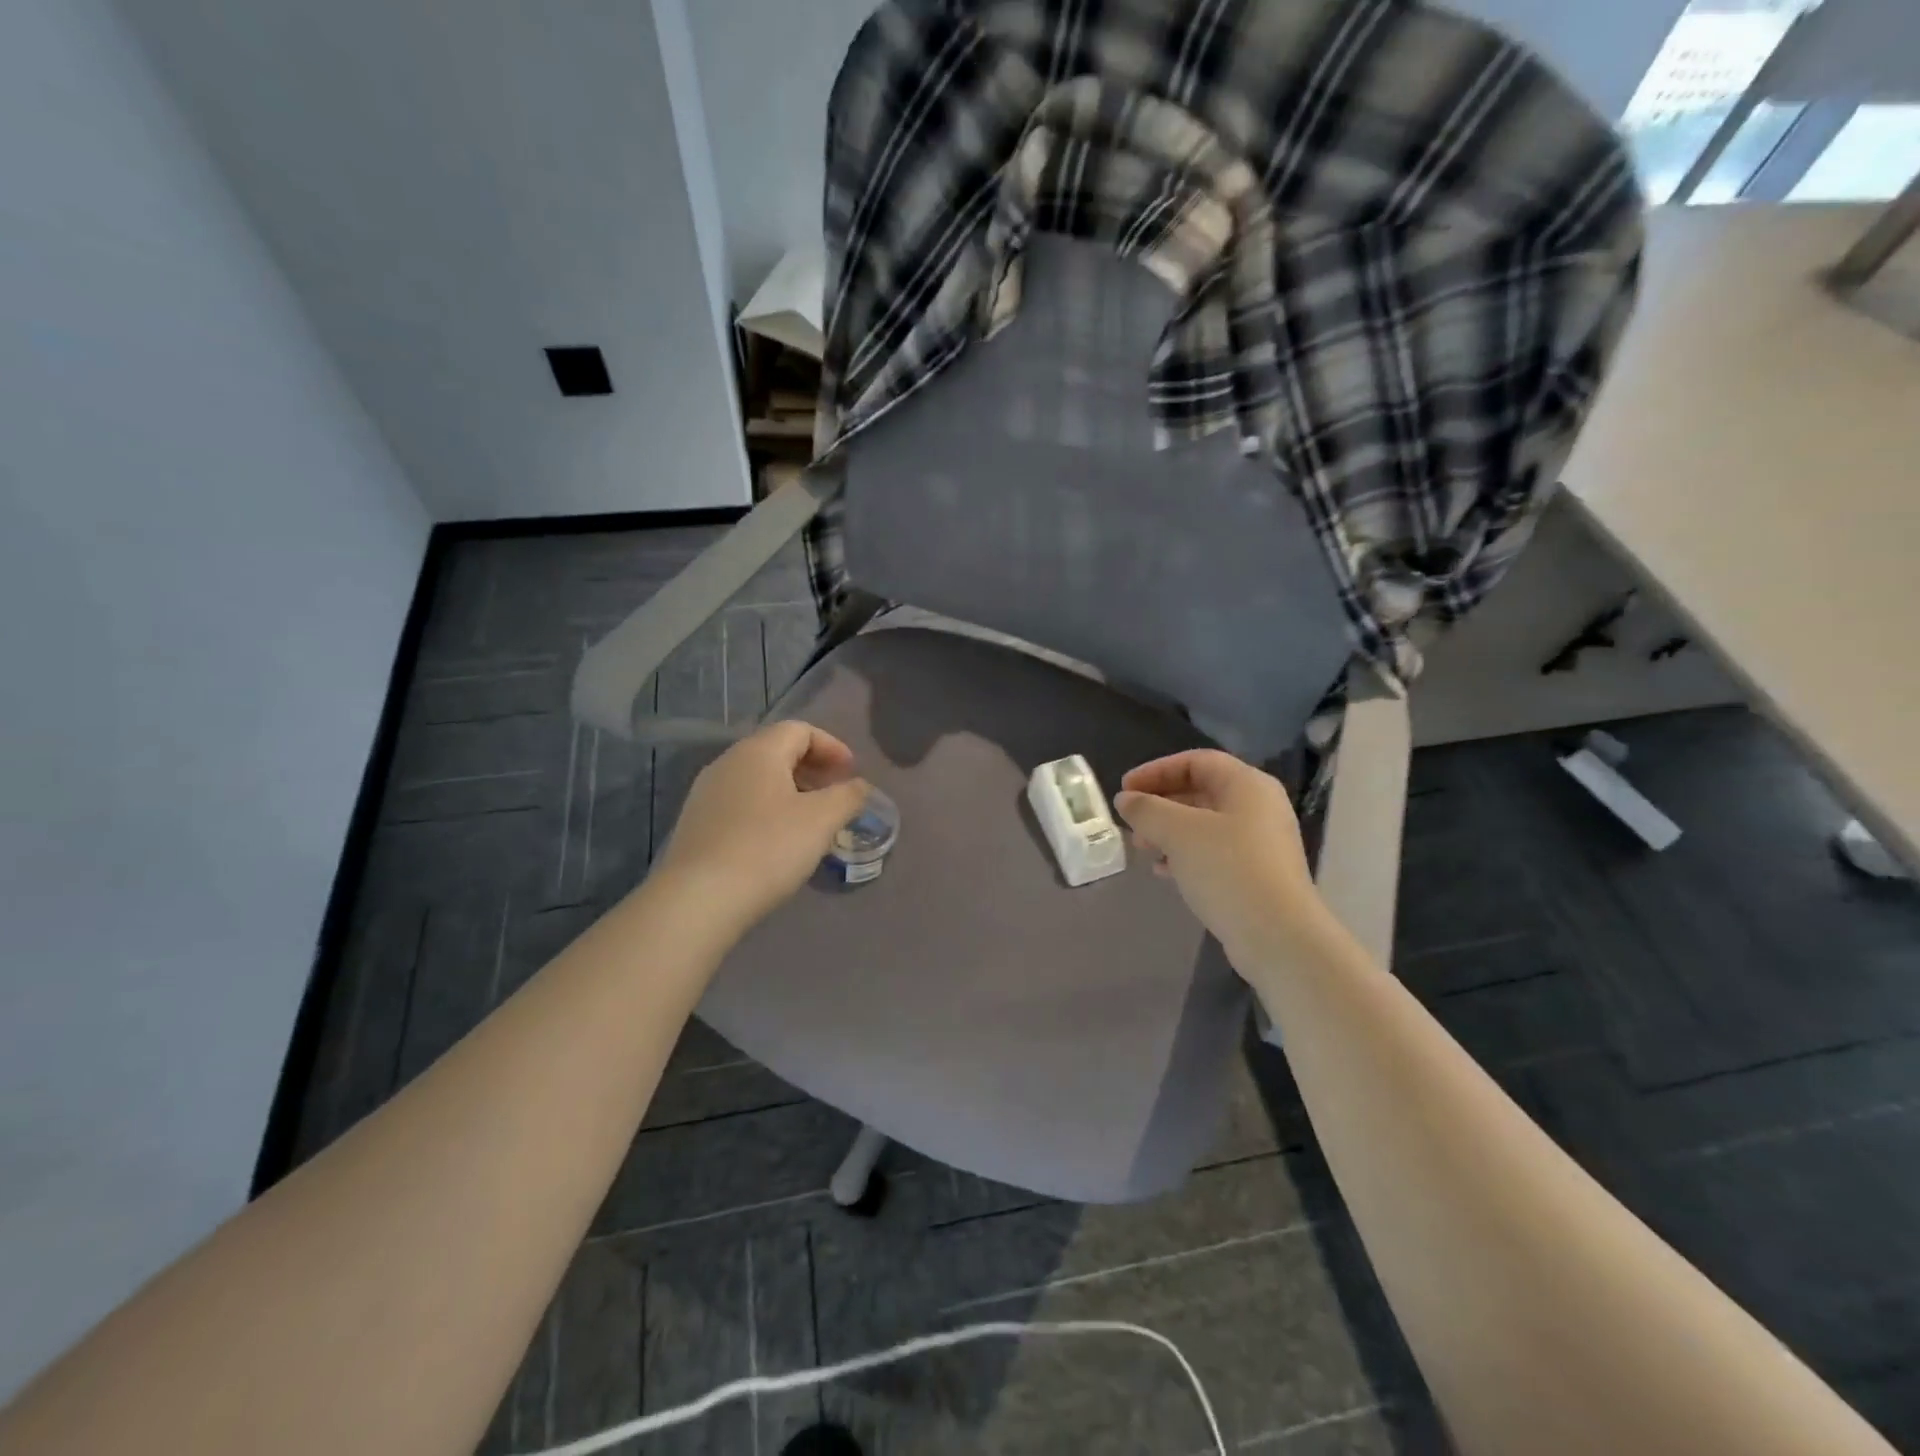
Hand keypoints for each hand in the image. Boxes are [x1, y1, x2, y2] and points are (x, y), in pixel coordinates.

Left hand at [653, 721, 869, 931]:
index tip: (852, 773)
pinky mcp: (696, 824)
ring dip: (790, 791)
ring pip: (757, 779)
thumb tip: (859, 786)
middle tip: (835, 795)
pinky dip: (767, 810)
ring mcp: (706, 793)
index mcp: (758, 751)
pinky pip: (740, 803)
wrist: (698, 899)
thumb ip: (848, 796)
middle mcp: (728, 762)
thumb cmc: (768, 848)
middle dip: (812, 768)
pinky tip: (777, 842)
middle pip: (776, 751)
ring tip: (811, 821)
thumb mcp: (822, 820)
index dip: (832, 746)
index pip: (800, 730)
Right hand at [1114, 750, 1326, 968]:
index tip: (1125, 789)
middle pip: (1200, 790)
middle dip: (1160, 803)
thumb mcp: (1178, 832)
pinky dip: (1185, 854)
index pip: (1195, 761)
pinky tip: (1164, 872)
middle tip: (1131, 822)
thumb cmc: (1227, 870)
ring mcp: (1261, 842)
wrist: (1278, 936)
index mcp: (1247, 784)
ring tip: (1143, 849)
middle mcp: (1258, 806)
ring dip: (1169, 831)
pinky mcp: (1257, 873)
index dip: (1156, 770)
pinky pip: (1214, 852)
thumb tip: (1126, 799)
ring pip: (1205, 824)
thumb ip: (1147, 809)